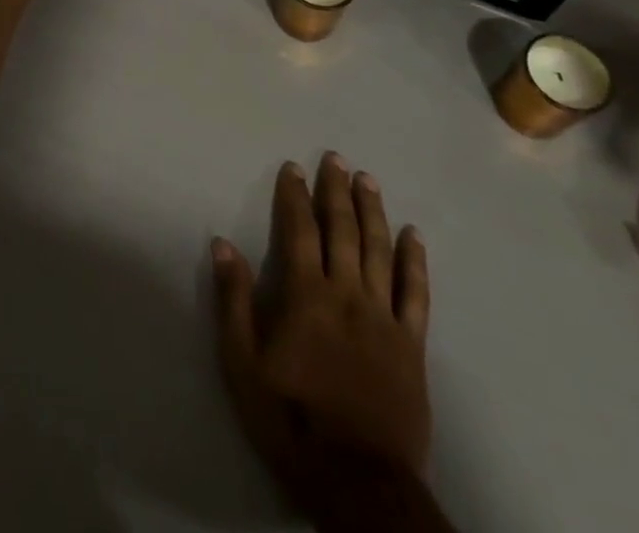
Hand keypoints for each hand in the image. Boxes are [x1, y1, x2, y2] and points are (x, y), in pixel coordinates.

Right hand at [213, 153, 435, 528]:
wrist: (359, 481)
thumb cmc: (292, 420)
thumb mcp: (243, 365)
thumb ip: (233, 302)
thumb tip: (223, 244)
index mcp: (307, 295)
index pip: (300, 230)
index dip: (295, 195)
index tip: (294, 167)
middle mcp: (347, 294)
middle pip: (343, 230)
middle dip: (336, 190)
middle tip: (336, 158)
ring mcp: (383, 318)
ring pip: (379, 250)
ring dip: (372, 210)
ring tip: (368, 180)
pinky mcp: (411, 345)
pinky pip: (416, 293)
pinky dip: (414, 261)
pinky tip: (413, 235)